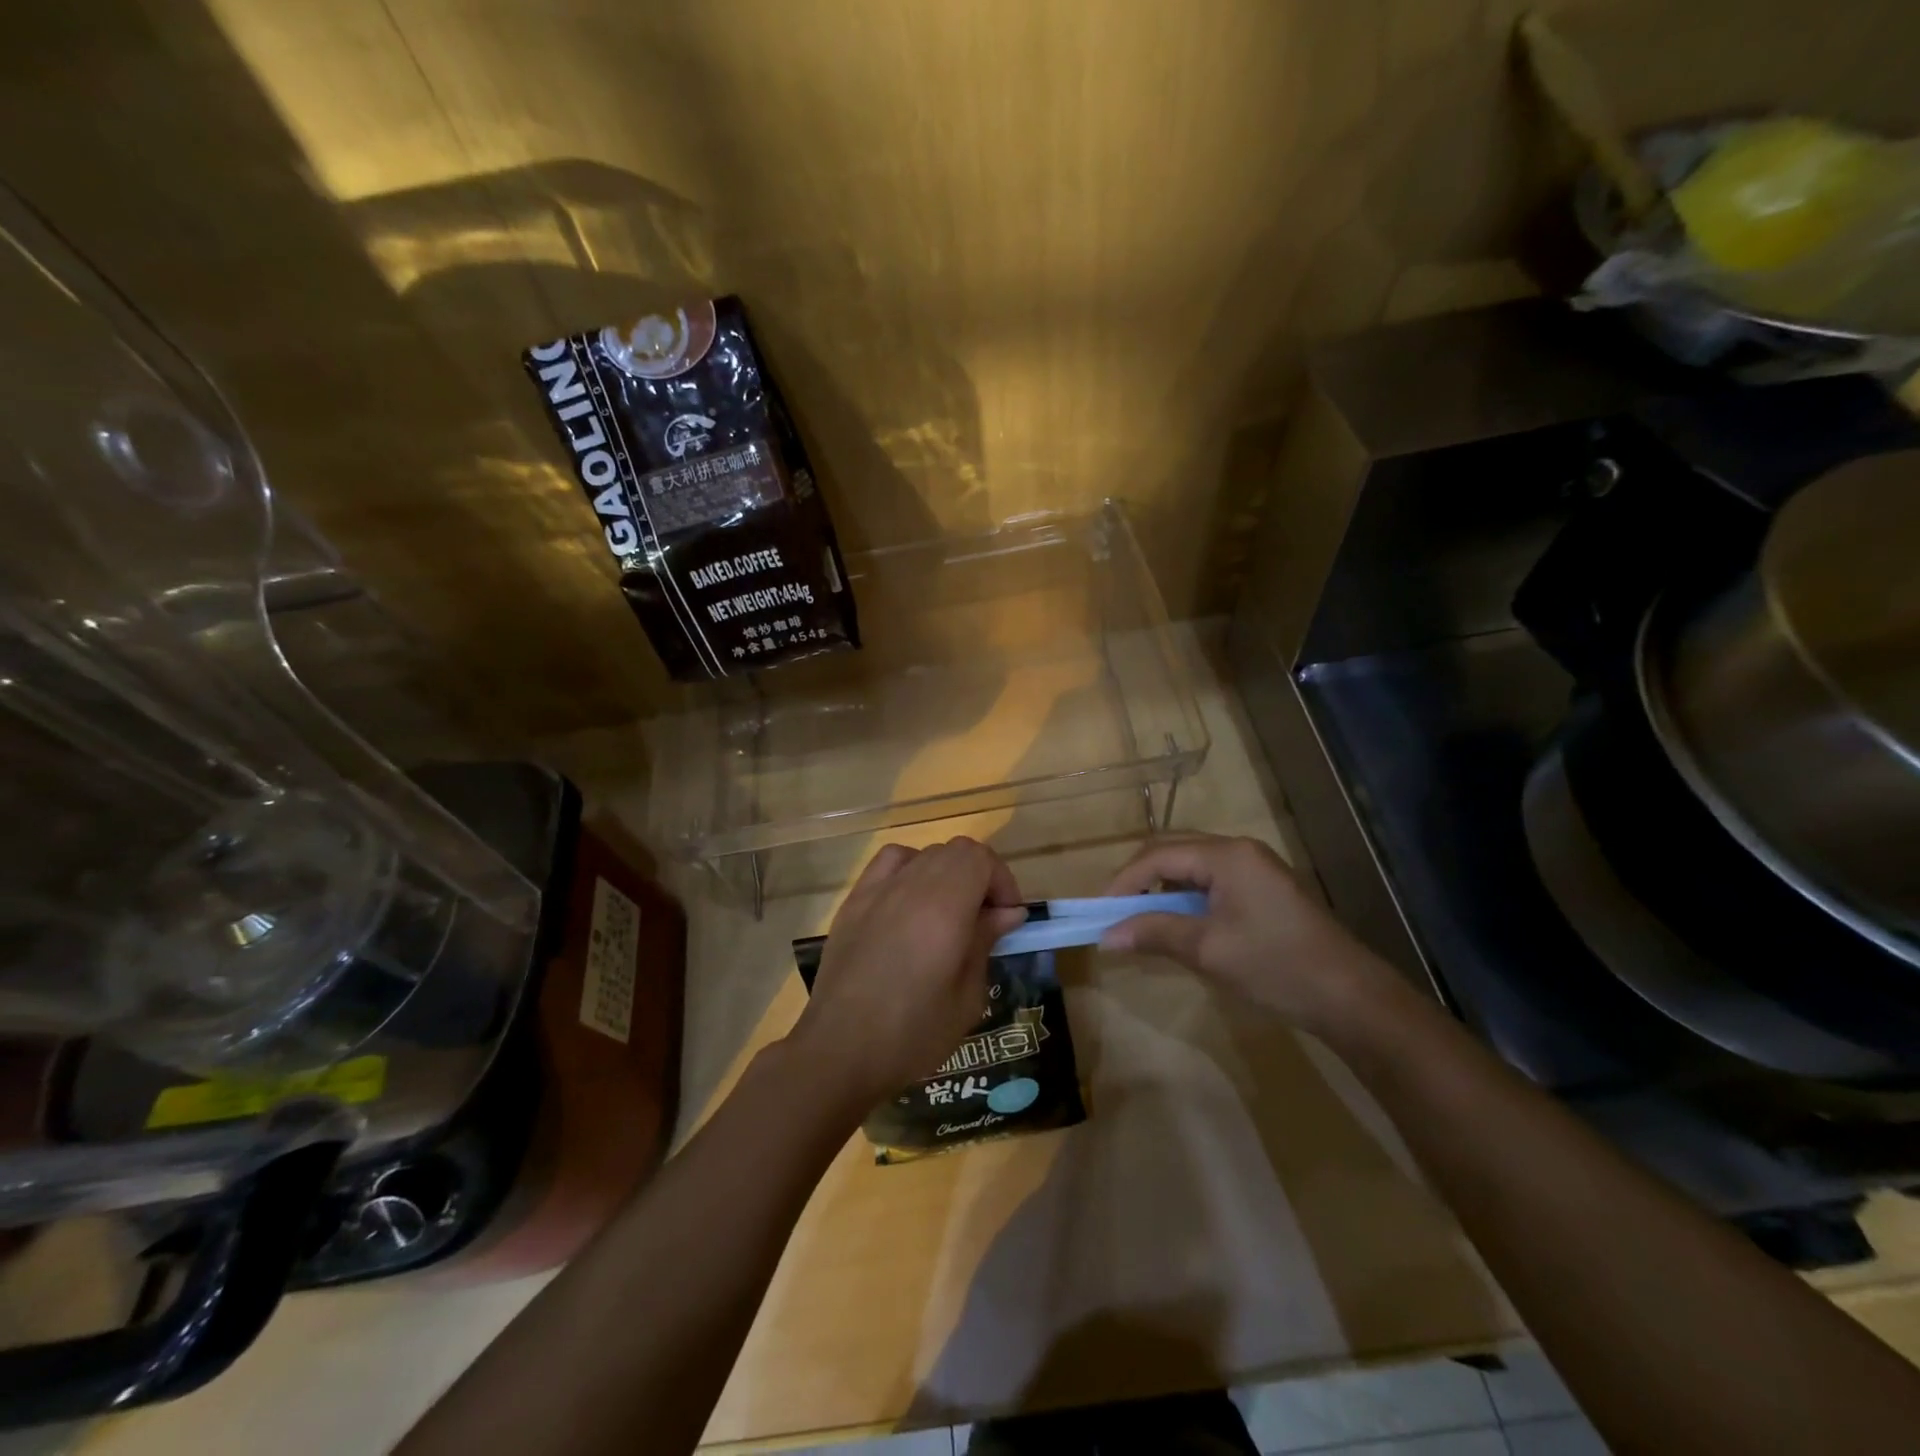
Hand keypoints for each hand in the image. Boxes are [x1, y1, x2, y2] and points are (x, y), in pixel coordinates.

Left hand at [788, 837, 1026, 1112]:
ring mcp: (877, 889)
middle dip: (979, 877)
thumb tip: (1006, 912)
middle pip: (955, 851)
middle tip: (984, 920)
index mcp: (944, 907)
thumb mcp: (967, 997)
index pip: (981, 858)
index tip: (1007, 918)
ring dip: (946, 873)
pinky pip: (889, 863)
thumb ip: (985, 942)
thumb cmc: (913, 1033)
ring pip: (924, 854)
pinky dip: (910, 870)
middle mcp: (910, 885)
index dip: (1002, 881)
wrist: (839, 1051)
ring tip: (948, 913)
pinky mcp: (854, 901)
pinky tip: (910, 904)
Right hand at [1101, 833, 1397, 1034]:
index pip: (1158, 855)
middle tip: (1115, 910)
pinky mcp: (1263, 886)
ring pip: (1191, 863)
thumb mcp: (1208, 950)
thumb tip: (1106, 937)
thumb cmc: (1276, 967)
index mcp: (1226, 855)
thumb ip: (1154, 933)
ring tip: (1139, 916)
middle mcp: (1238, 849)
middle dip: (1139, 877)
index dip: (1124, 881)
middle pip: (1173, 849)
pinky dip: (1185, 894)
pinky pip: (1210, 878)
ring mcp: (1254, 866)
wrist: (1351, 997)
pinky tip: (1177, 920)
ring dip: (1161, 885)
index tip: (1100, 912)